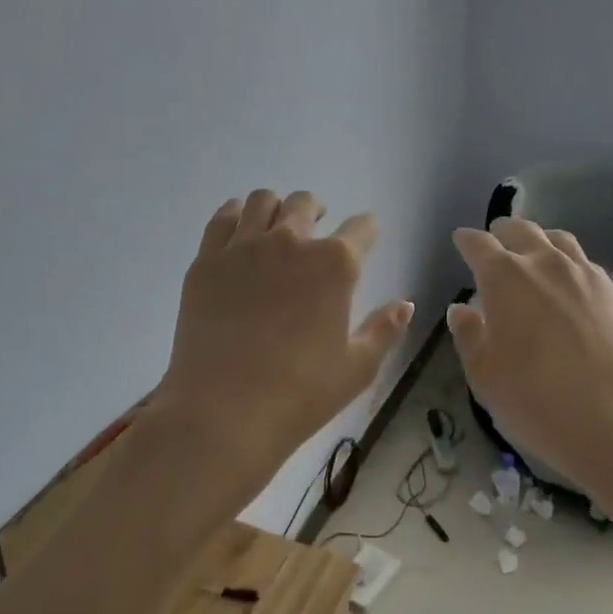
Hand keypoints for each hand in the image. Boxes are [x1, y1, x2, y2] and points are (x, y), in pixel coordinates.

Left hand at [146, 190, 413, 518]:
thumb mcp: (357, 368)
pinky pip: (223, 218)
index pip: (361, 228)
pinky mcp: (207, 261)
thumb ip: (384, 330)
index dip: (366, 230)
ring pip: (263, 201)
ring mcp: (244, 247)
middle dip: (317, 210)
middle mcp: (290, 241)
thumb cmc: (300, 394)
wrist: (224, 412)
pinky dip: (236, 215)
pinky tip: (240, 230)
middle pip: (306, 203)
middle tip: (316, 228)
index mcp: (335, 264)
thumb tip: (405, 304)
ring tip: (276, 227)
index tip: (365, 235)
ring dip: (277, 208)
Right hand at [447, 218, 612, 519]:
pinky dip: (571, 269)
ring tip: (535, 256)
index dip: (467, 240)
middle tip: (496, 240)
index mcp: (506, 278)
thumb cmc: (538, 402)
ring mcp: (588, 276)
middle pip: (522, 230)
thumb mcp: (485, 376)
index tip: (461, 240)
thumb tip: (461, 309)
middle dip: (504, 231)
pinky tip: (572, 292)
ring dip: (541, 242)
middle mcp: (547, 264)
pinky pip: (588, 268)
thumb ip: (468, 335)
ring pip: (560, 242)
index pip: (479, 244)